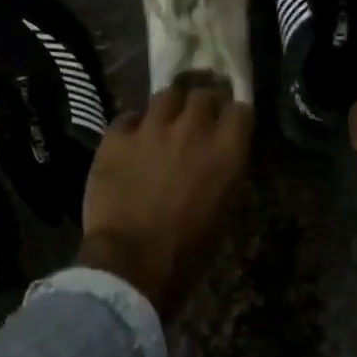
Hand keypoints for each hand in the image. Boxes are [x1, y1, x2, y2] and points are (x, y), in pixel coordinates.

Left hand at [80, 85, 251, 318]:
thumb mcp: (222, 212)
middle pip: (203, 94)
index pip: (240, 110)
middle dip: (202, 103)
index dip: (233, 114)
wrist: (130, 262)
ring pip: (166, 95)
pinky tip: (130, 143)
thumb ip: (223, 174)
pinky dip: (132, 127)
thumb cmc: (186, 251)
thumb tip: (218, 161)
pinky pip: (128, 117)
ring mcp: (151, 128)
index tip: (228, 122)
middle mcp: (192, 130)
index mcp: (225, 152)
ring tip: (163, 122)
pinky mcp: (116, 136)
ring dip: (169, 107)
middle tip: (196, 118)